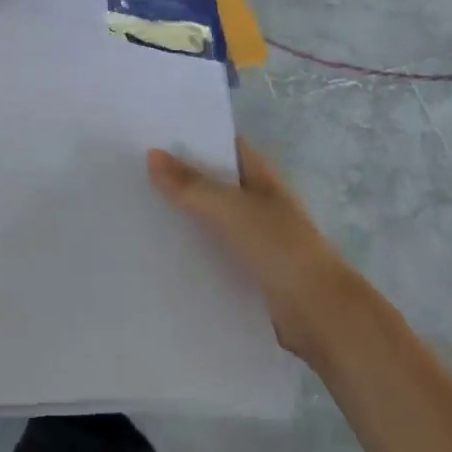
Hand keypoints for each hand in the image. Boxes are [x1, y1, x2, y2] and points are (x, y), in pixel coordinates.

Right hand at [149, 139, 362, 362]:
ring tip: (134, 208)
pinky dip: (190, 250)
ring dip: (182, 215)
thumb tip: (151, 154)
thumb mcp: (232, 210)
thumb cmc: (281, 249)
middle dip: (178, 177)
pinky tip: (158, 252)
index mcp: (260, 175)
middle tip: (130, 171)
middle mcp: (257, 201)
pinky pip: (212, 252)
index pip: (221, 144)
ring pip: (210, 218)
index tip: (149, 133)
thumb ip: (191, 185)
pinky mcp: (248, 271)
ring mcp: (254, 237)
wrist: (322, 317)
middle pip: (212, 181)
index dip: (190, 137)